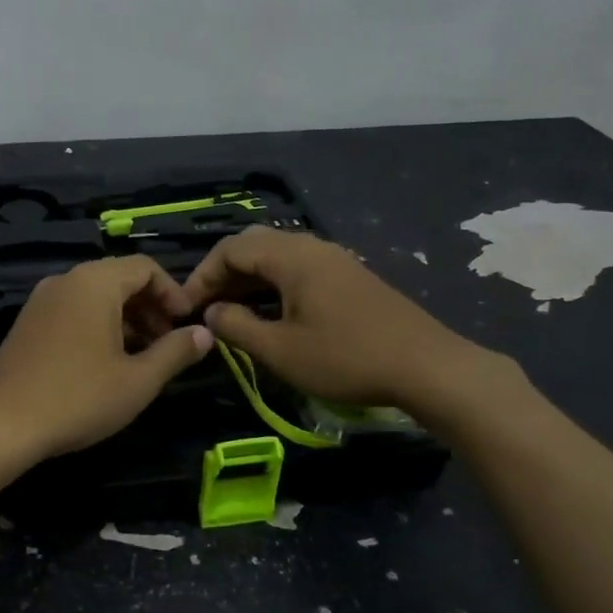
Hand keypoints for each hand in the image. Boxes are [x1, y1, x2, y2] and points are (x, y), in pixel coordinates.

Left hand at [0, 256, 213, 464]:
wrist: (1, 425)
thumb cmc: (78, 398)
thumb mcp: (138, 380)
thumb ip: (175, 352)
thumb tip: (204, 333)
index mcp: (94, 282)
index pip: (145, 267)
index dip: (173, 293)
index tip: (186, 326)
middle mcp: (66, 280)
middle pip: (119, 278)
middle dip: (150, 307)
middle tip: (168, 344)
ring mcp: (41, 300)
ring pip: (95, 296)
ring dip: (125, 318)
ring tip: (141, 356)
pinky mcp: (27, 322)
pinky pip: (73, 310)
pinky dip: (98, 325)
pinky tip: (105, 362)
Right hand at [181, 228, 521, 430]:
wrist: (426, 366)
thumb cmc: (345, 358)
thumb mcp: (280, 350)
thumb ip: (237, 327)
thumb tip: (211, 312)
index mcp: (291, 256)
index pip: (230, 249)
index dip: (202, 276)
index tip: (186, 308)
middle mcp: (311, 247)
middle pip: (253, 246)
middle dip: (223, 274)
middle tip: (206, 307)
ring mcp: (334, 259)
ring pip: (277, 257)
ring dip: (249, 280)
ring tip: (232, 313)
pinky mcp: (350, 277)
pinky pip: (299, 269)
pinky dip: (274, 285)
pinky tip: (272, 314)